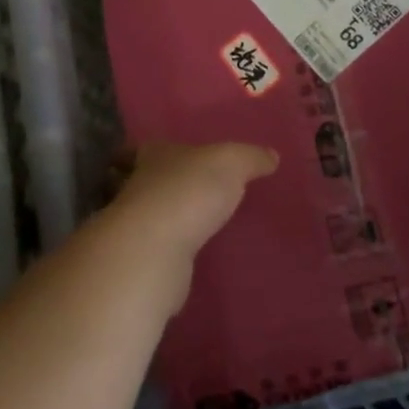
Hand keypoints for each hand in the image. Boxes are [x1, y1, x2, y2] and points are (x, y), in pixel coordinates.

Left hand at [101, 142, 278, 311]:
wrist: (154, 250)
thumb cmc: (190, 191)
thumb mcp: (231, 163)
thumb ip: (251, 158)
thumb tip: (272, 156)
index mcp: (155, 156)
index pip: (154, 148)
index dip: (165, 151)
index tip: (180, 157)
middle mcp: (140, 187)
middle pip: (151, 181)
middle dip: (170, 185)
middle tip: (198, 192)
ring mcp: (137, 226)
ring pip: (154, 216)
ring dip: (172, 220)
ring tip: (200, 226)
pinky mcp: (143, 260)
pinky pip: (160, 249)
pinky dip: (172, 249)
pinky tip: (191, 255)